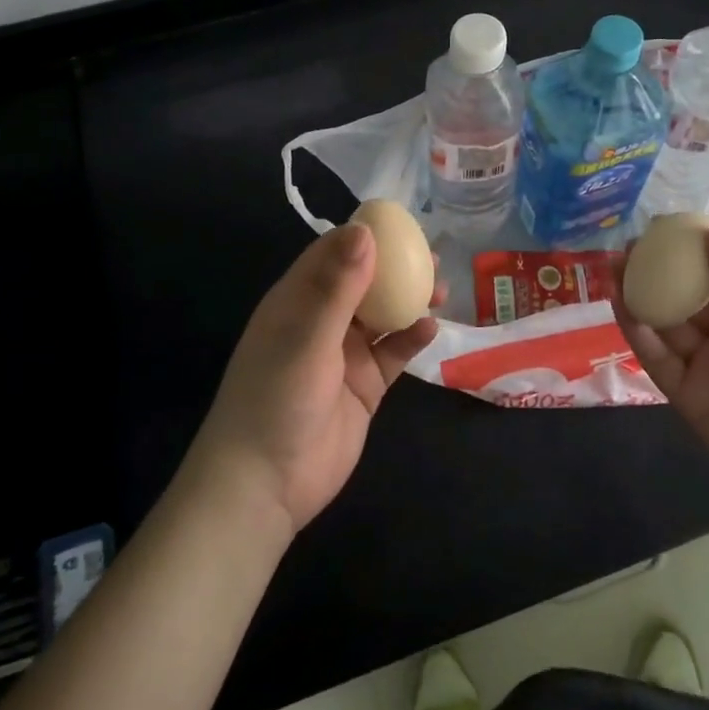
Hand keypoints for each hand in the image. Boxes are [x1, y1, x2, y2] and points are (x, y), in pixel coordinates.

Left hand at [187, 224, 439, 535]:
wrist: (265, 485)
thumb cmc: (277, 399)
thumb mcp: (307, 336)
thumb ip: (338, 286)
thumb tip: (365, 230)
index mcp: (297, 301)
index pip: (332, 254)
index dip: (364, 236)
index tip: (401, 224)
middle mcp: (321, 321)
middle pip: (364, 281)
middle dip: (396, 267)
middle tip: (432, 255)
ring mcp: (344, 355)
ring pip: (383, 315)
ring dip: (410, 300)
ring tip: (442, 287)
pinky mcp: (364, 386)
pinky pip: (393, 353)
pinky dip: (411, 339)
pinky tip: (432, 329)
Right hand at [612, 221, 708, 526]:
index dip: (687, 249)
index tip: (660, 225)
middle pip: (682, 296)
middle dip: (654, 270)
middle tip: (626, 245)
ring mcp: (705, 365)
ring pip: (665, 324)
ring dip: (639, 296)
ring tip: (613, 267)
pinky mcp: (687, 396)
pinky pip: (658, 359)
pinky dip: (638, 333)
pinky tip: (622, 305)